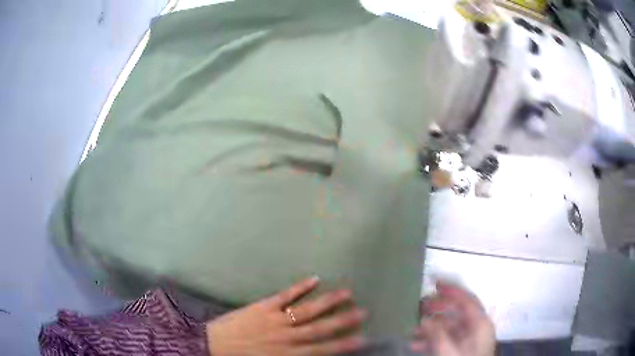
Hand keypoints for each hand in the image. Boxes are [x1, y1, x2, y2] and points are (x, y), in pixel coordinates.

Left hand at [206, 276, 366, 355]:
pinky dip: (300, 287)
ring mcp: (275, 320)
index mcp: (288, 354)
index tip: (364, 338)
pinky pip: (284, 296)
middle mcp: (287, 337)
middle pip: (320, 328)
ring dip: (328, 301)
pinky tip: (314, 278)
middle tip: (363, 312)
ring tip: (347, 293)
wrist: (211, 346)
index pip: (323, 349)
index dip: (344, 344)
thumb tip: (314, 355)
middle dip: (343, 321)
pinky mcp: (262, 306)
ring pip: (307, 310)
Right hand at [411, 281, 494, 355]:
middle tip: (419, 306)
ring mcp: (470, 339)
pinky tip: (416, 344)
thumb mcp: (448, 351)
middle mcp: (477, 328)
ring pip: (449, 326)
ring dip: (431, 327)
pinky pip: (447, 339)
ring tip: (412, 330)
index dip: (451, 290)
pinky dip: (432, 339)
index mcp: (479, 324)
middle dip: (438, 308)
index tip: (433, 284)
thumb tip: (425, 318)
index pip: (466, 300)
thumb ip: (437, 334)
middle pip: (457, 312)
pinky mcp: (463, 349)